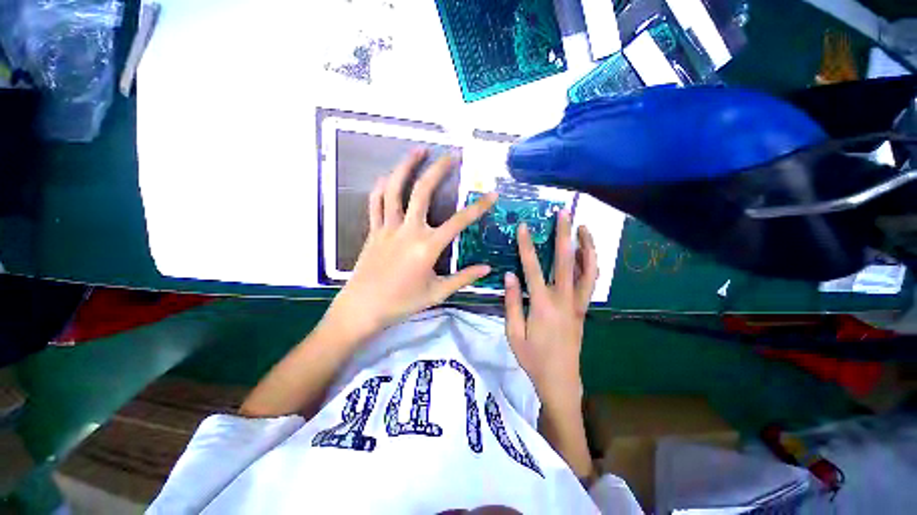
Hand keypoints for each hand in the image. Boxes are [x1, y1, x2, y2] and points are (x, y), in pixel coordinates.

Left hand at [326, 149, 497, 339]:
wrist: (363, 308)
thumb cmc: (402, 303)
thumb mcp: (437, 293)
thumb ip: (463, 278)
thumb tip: (487, 268)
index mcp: (427, 247)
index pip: (459, 222)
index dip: (478, 207)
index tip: (492, 194)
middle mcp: (408, 231)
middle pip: (423, 192)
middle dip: (439, 170)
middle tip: (451, 155)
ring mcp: (388, 228)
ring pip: (394, 189)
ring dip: (406, 166)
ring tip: (419, 150)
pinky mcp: (374, 230)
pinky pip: (375, 202)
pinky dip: (381, 186)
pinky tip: (388, 175)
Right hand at [504, 211, 598, 409]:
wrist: (560, 380)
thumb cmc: (532, 358)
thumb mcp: (513, 333)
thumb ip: (511, 303)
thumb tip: (509, 275)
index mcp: (542, 305)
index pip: (532, 268)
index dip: (527, 246)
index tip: (524, 226)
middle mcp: (564, 300)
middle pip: (565, 261)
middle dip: (564, 234)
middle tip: (564, 213)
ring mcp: (578, 304)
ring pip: (587, 270)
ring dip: (586, 246)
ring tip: (583, 227)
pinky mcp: (584, 310)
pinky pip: (591, 283)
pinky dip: (591, 264)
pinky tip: (587, 253)